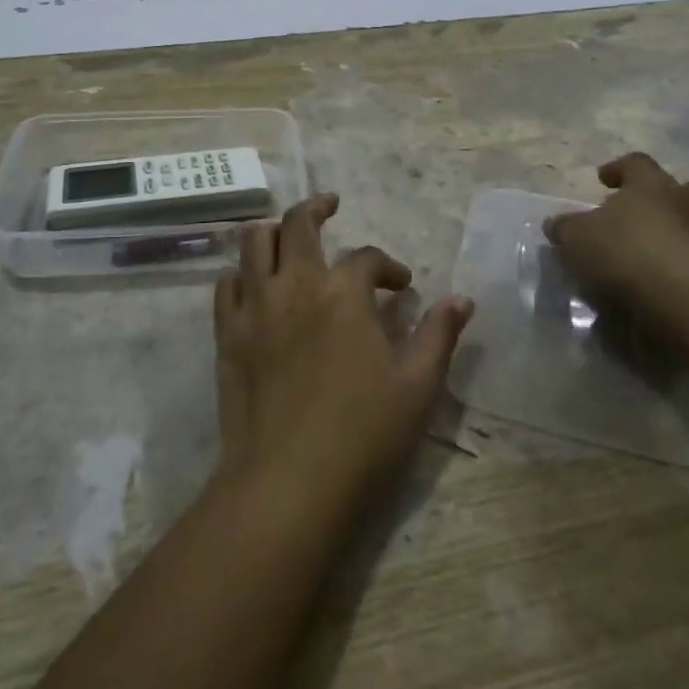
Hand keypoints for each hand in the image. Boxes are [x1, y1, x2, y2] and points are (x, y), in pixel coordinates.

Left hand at [212, 194, 473, 508]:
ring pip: (254, 242)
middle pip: (298, 223)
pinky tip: (255, 284)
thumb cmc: (362, 435)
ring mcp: (254, 307)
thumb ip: (439, 335)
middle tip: (331, 205)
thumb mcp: (418, 386)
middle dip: (318, 207)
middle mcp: (294, 285)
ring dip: (274, 230)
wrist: (287, 483)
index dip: (388, 266)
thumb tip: (462, 299)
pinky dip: (242, 274)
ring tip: (289, 235)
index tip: (402, 286)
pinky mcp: (227, 334)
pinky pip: (227, 284)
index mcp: (342, 293)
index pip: (366, 257)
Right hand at [545, 153, 688, 334]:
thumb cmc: (624, 254)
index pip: (636, 163)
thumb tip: (557, 225)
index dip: (620, 168)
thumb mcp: (576, 238)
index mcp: (651, 186)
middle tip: (655, 215)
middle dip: (674, 198)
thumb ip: (566, 229)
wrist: (683, 296)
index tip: (606, 180)